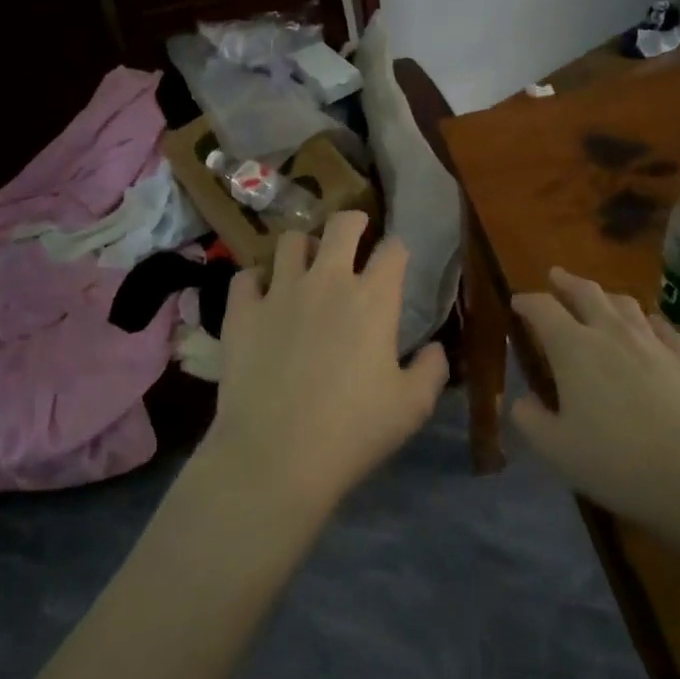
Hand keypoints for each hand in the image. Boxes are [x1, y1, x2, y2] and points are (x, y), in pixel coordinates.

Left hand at [201, 212, 448, 519]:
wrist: (275, 456)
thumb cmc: (353, 432)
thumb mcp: (412, 408)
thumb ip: (432, 370)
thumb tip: (436, 348)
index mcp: (373, 298)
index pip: (393, 250)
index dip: (397, 249)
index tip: (396, 259)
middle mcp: (328, 281)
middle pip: (342, 225)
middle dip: (353, 221)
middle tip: (354, 233)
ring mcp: (280, 292)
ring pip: (291, 241)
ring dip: (303, 247)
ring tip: (305, 264)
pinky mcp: (242, 311)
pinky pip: (246, 276)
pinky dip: (255, 281)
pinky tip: (261, 296)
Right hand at [510, 268, 679, 535]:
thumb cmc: (617, 462)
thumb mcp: (557, 450)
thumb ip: (530, 420)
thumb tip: (520, 400)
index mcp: (573, 348)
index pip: (542, 308)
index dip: (527, 301)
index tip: (517, 302)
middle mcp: (611, 332)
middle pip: (585, 292)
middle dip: (566, 282)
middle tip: (556, 277)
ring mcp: (652, 341)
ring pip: (624, 303)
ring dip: (605, 296)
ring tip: (598, 300)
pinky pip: (660, 326)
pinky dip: (645, 321)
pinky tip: (647, 328)